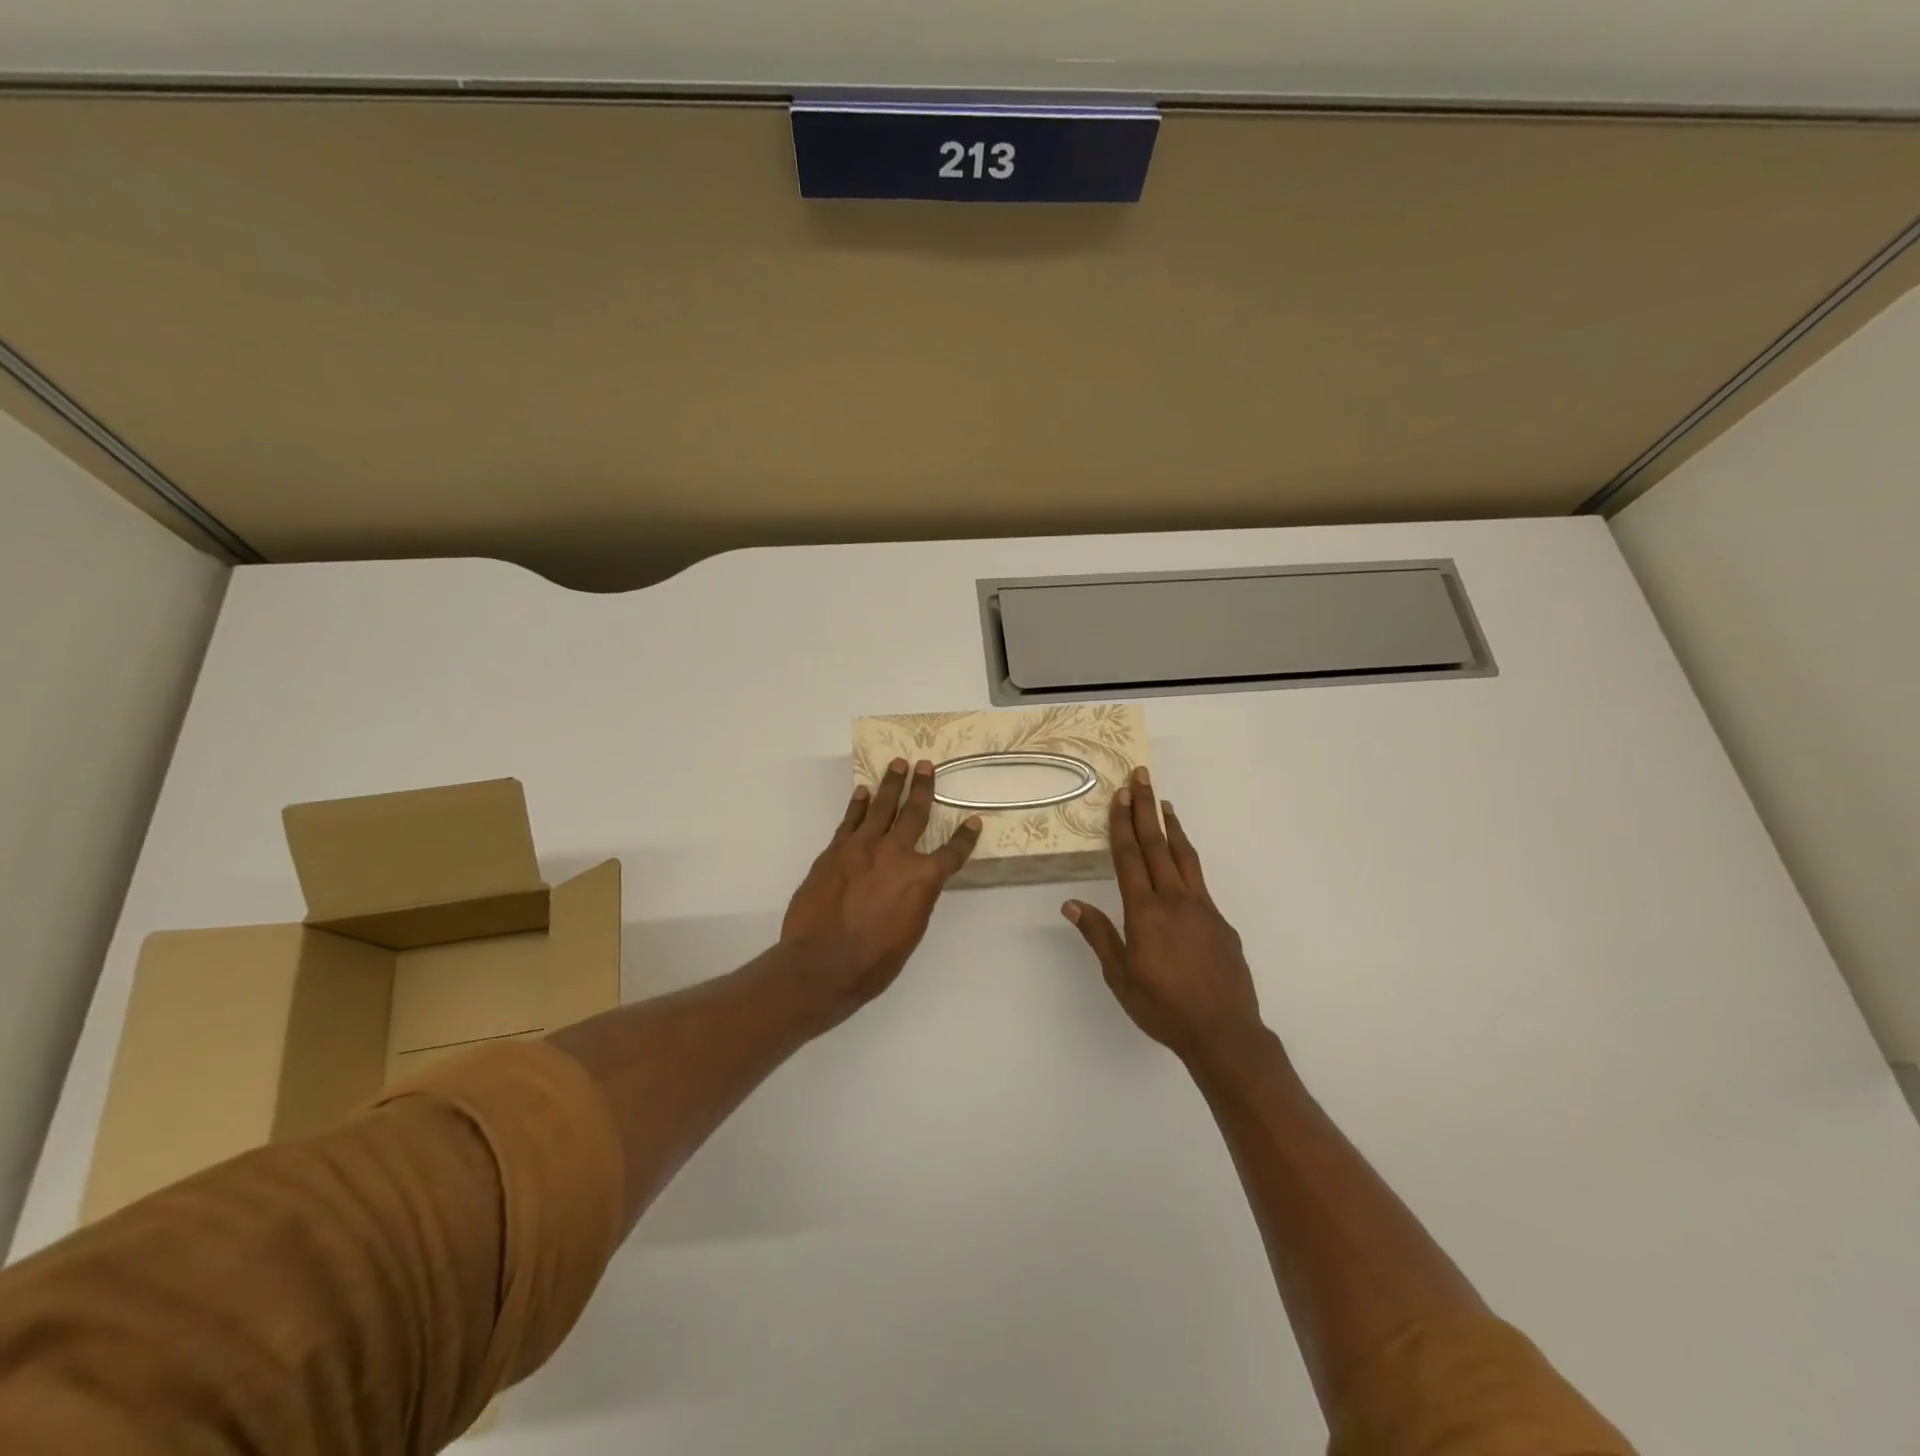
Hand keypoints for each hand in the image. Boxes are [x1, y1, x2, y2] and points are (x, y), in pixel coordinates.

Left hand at [783, 757, 981, 1019]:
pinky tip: (863, 792)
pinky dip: (859, 805)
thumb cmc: (873, 961)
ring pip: (881, 807)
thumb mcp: (910, 933)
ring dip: (892, 784)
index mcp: (922, 879)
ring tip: (898, 764)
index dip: (965, 838)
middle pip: (914, 813)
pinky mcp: (835, 851)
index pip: (952, 854)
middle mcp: (896, 854)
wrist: (821, 963)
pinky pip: (851, 820)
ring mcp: (863, 848)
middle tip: (926, 766)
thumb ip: (916, 900)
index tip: (974, 821)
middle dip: (923, 788)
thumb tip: (914, 884)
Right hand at [1063, 768, 1262, 1064]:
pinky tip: (1183, 860)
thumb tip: (1071, 903)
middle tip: (1141, 776)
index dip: (1122, 824)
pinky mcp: (1221, 921)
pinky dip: (1189, 858)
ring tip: (1165, 803)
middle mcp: (1174, 899)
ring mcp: (1202, 907)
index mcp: (1145, 911)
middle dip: (1146, 808)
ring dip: (1172, 826)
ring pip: (1185, 856)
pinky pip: (1200, 879)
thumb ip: (1098, 935)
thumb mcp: (1120, 976)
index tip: (1120, 794)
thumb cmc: (1162, 1006)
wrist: (1223, 1031)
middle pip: (1157, 844)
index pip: (1130, 857)